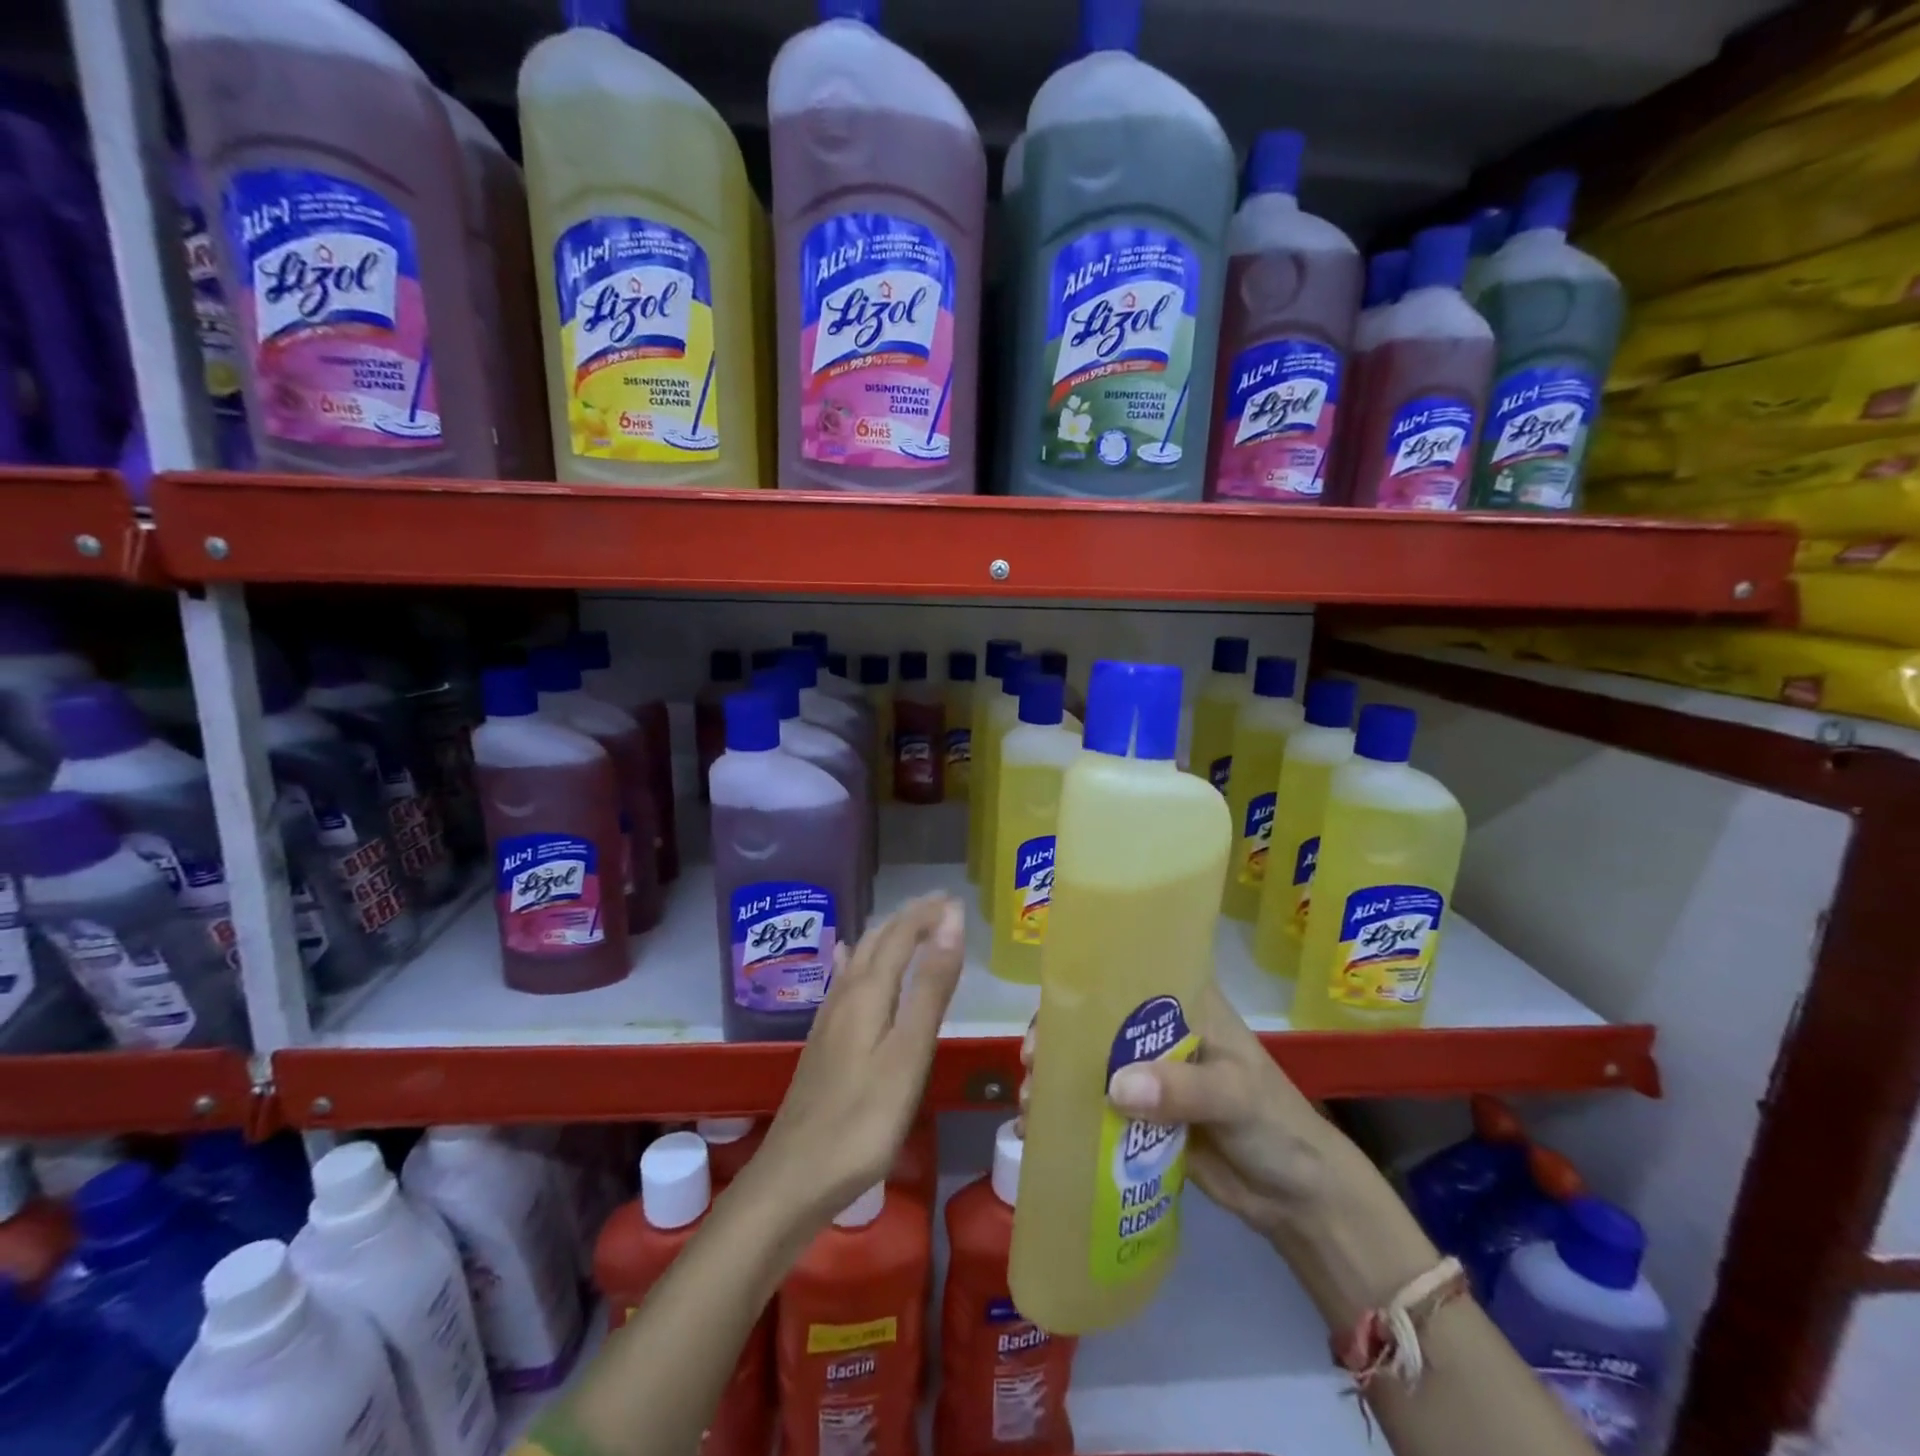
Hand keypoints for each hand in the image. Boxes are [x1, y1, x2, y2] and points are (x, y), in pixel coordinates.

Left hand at [752, 894, 965, 1225]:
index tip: (955, 900)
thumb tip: (950, 923)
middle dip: (908, 918)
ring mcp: (829, 1020)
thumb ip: (931, 988)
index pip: (899, 935)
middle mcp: (845, 996)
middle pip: (876, 941)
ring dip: (886, 936)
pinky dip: (857, 959)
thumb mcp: (909, 1054)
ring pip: (858, 959)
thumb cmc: (862, 1120)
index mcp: (867, 993)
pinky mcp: (822, 1043)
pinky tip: (847, 960)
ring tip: (909, 926)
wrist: (793, 1179)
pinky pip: (843, 981)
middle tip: (939, 907)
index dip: (926, 914)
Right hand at [1020, 980, 1349, 1242]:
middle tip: (1032, 1062)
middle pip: (1096, 1020)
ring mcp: (1149, 1074)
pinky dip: (1067, 1116)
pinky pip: (1096, 1108)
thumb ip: (1184, 1089)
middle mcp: (1159, 1030)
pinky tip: (1038, 1132)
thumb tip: (1115, 1087)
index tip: (1051, 1012)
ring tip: (1030, 1104)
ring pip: (1090, 1064)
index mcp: (1185, 1003)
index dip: (1084, 986)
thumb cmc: (1276, 1126)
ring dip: (1056, 1078)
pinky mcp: (1142, 1116)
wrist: (1297, 1199)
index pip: (1127, 974)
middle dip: (1057, 1037)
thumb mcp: (1237, 1096)